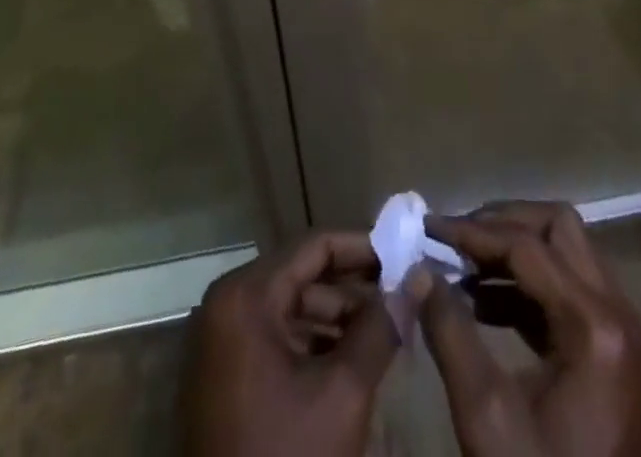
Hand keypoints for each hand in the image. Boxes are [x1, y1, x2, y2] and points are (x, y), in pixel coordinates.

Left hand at [181, 231, 410, 456]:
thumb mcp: (342, 394)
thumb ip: (380, 327)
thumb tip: (418, 276)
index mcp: (246, 295)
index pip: (315, 245)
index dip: (363, 246)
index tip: (405, 253)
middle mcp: (227, 304)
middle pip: (303, 274)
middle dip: (355, 287)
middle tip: (403, 294)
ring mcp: (222, 341)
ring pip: (292, 308)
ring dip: (340, 317)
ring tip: (388, 328)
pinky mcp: (225, 374)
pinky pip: (277, 338)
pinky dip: (315, 343)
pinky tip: (356, 358)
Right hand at [417, 202, 640, 456]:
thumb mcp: (486, 415)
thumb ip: (450, 331)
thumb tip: (416, 269)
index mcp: (596, 326)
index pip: (527, 247)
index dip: (473, 232)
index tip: (428, 228)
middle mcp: (620, 312)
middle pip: (558, 228)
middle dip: (502, 224)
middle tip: (454, 239)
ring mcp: (623, 329)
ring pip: (566, 251)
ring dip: (515, 250)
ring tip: (461, 266)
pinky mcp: (616, 349)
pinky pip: (571, 287)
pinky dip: (529, 282)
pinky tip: (483, 302)